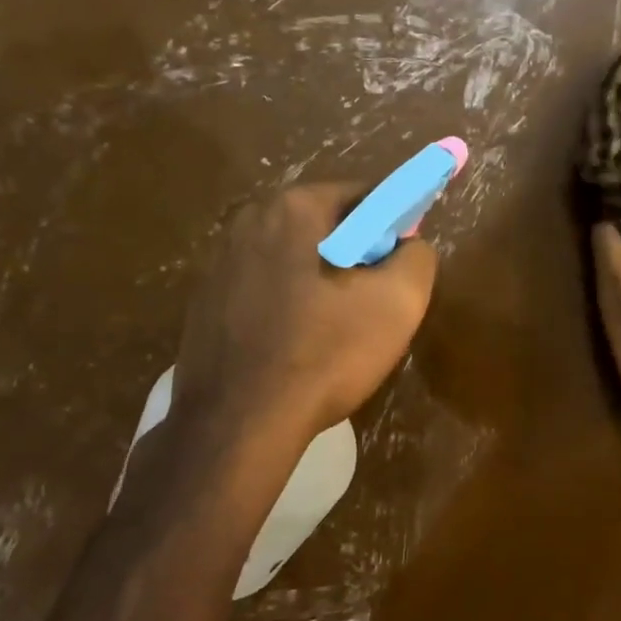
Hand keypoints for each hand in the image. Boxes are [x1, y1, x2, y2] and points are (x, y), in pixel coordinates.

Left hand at [172, 182, 437, 446]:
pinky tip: (297, 345)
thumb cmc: (324, 353)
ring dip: (320, 280)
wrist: (238, 425)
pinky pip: (262, 288)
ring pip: (291, 258)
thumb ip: (418, 257)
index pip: (363, 195)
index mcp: (293, 208)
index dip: (393, 226)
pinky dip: (287, 304)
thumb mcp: (398, 303)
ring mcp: (217, 262)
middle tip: (374, 301)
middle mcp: (247, 221)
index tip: (402, 265)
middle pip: (324, 225)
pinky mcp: (202, 302)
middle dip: (356, 254)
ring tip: (336, 330)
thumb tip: (410, 246)